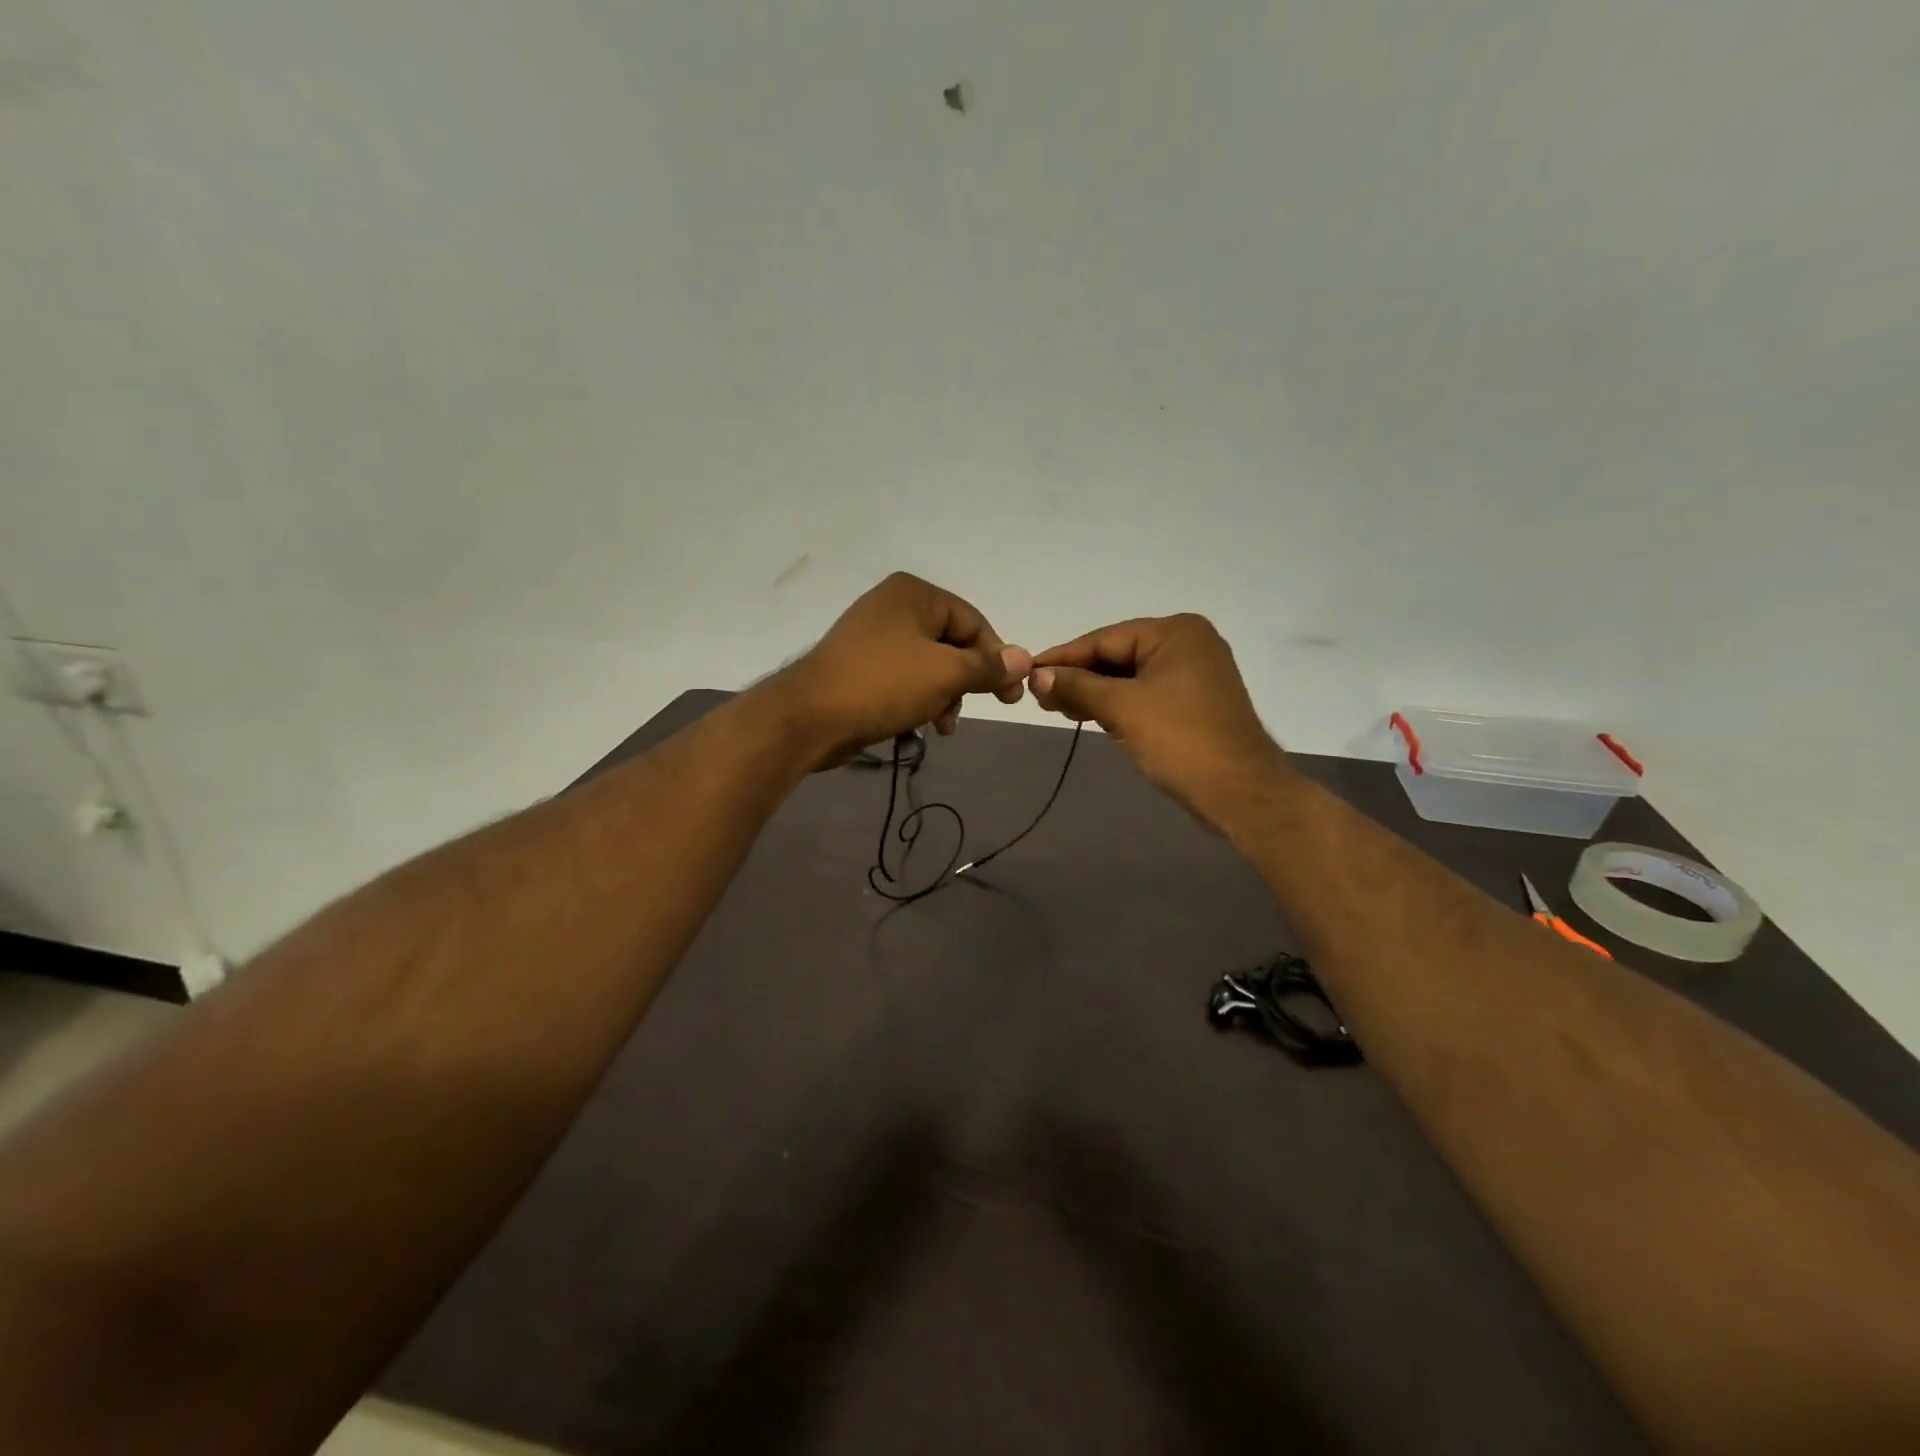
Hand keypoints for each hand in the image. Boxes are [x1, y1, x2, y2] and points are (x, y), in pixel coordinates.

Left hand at [768, 573, 1031, 770]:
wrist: (809, 718)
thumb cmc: (883, 685)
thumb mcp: (946, 674)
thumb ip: (988, 666)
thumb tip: (1024, 658)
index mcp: (914, 594)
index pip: (973, 622)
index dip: (997, 659)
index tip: (1010, 697)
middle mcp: (893, 606)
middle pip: (951, 644)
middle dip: (966, 681)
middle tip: (973, 710)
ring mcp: (872, 636)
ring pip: (928, 665)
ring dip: (944, 696)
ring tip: (943, 725)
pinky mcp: (859, 666)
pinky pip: (903, 678)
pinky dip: (918, 699)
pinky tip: (921, 726)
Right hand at [1028, 614, 1287, 828]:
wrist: (1240, 793)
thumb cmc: (1181, 741)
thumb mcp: (1122, 709)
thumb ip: (1077, 687)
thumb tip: (1036, 675)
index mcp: (1176, 632)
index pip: (1105, 639)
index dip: (1063, 658)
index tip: (1026, 672)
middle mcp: (1188, 643)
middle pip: (1117, 654)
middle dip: (1078, 676)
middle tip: (1037, 695)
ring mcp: (1194, 673)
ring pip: (1129, 676)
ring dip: (1094, 692)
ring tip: (1054, 706)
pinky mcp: (1194, 701)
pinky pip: (1145, 693)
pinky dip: (1116, 703)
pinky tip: (1087, 714)